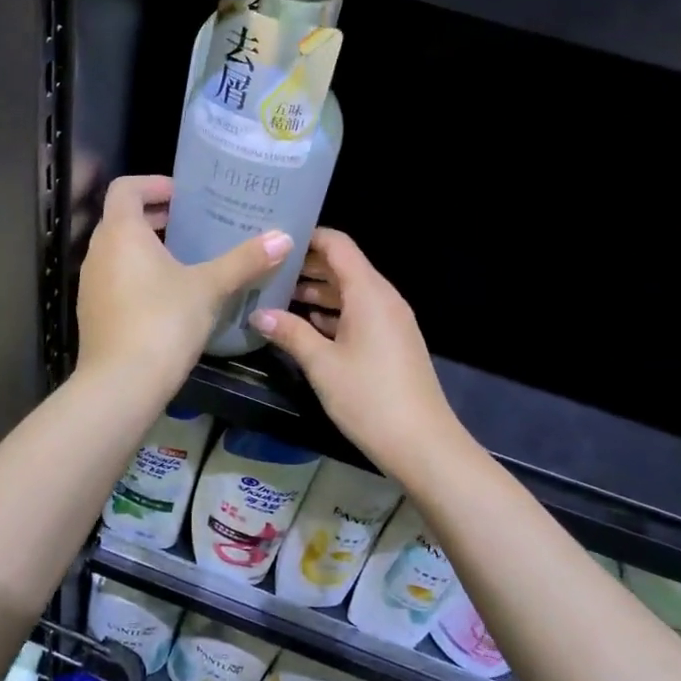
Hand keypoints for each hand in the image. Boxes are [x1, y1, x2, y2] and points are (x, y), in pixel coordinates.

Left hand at [77, 175, 292, 396]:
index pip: (126, 188)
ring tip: (187, 258)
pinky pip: (116, 279)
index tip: (184, 195)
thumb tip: (284, 238)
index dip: (154, 184)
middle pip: (122, 219)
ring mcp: (91, 284)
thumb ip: (245, 260)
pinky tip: (169, 296)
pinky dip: (138, 275)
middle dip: (157, 217)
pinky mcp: (93, 312)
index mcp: (121, 232)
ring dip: (148, 248)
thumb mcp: (209, 288)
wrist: (121, 385)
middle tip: (195, 224)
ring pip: (118, 251)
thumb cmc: (163, 322)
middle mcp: (98, 251)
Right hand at [250, 228, 465, 483]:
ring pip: (351, 292)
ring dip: (318, 291)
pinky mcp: (393, 343)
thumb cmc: (369, 397)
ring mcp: (391, 321)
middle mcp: (384, 298)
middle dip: (307, 265)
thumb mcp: (321, 364)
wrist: (423, 444)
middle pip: (344, 266)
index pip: (338, 244)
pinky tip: (307, 324)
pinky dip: (334, 312)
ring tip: (278, 295)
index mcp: (369, 293)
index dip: (308, 236)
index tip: (275, 239)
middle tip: (267, 268)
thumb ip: (290, 333)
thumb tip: (258, 314)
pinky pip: (360, 313)